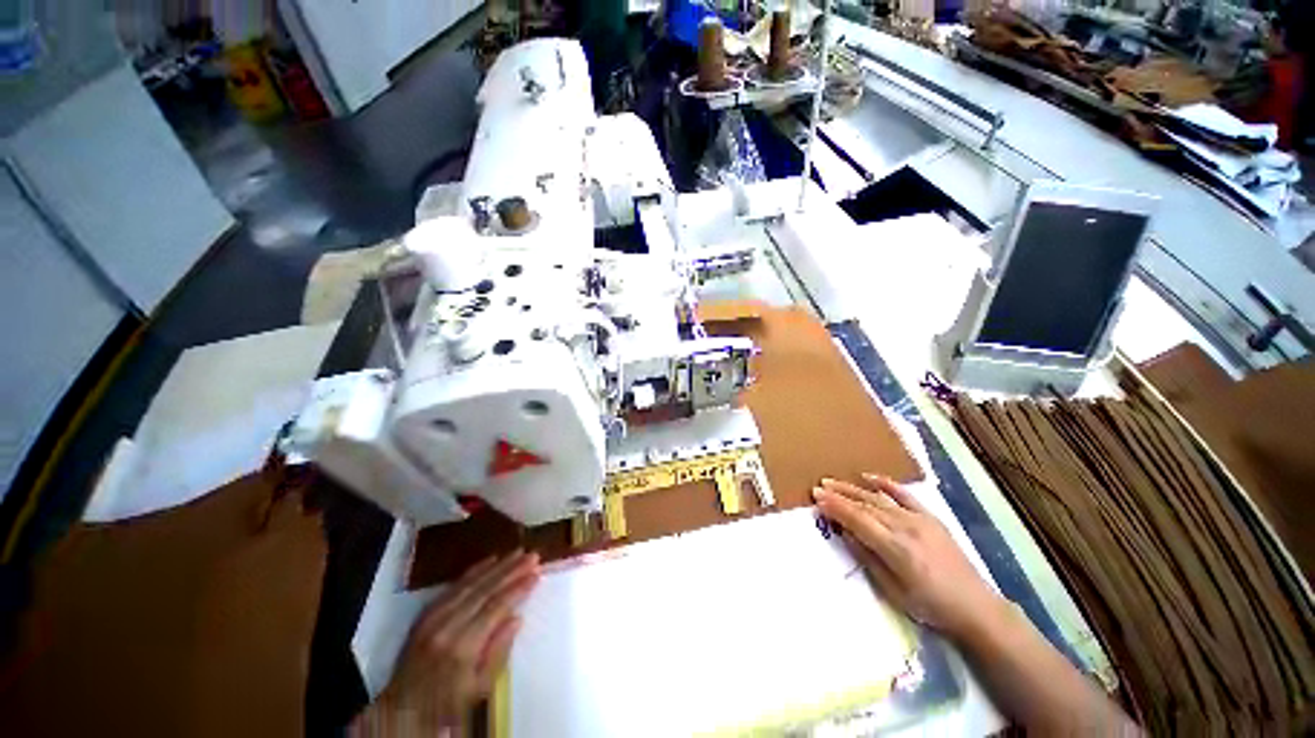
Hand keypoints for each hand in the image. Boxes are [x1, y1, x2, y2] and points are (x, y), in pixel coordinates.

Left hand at [354, 551, 540, 735]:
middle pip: (485, 590)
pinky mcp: (426, 613)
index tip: (537, 573)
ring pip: (470, 583)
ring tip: (518, 552)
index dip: (518, 588)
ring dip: (497, 565)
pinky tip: (490, 560)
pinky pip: (453, 585)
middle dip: (511, 570)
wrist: (403, 708)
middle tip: (533, 555)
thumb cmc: (448, 704)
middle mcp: (447, 626)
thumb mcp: (480, 688)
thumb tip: (517, 617)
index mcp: (463, 647)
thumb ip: (499, 651)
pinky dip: (474, 570)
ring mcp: (433, 617)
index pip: (496, 607)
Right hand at [813, 475, 1002, 638]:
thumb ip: (867, 558)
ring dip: (854, 488)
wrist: (976, 607)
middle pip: (865, 505)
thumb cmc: (930, 607)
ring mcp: (920, 519)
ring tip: (833, 481)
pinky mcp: (931, 518)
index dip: (835, 507)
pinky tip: (869, 477)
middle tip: (818, 487)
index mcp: (896, 548)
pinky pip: (904, 495)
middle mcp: (906, 527)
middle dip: (839, 495)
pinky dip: (885, 484)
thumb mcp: (893, 591)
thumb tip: (846, 533)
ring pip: (879, 498)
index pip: (857, 520)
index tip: (816, 498)